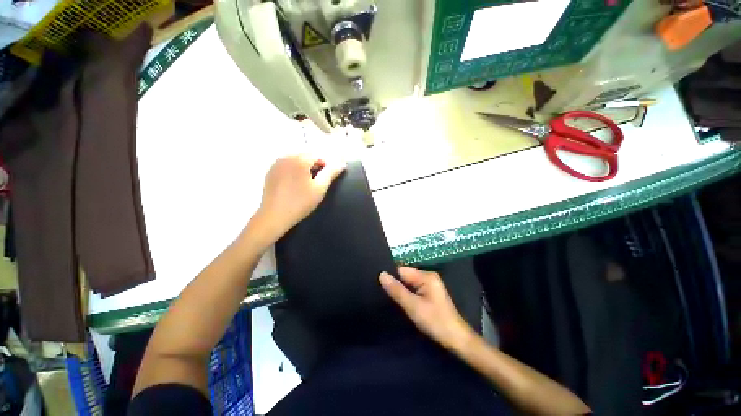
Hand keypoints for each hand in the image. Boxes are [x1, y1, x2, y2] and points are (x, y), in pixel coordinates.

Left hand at [252, 155, 345, 243]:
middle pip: (306, 155)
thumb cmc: (300, 202)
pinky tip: (295, 184)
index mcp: (299, 159)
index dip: (326, 165)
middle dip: (315, 165)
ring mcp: (276, 164)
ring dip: (305, 167)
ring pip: (296, 160)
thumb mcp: (320, 188)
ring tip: (307, 183)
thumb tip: (342, 163)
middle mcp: (286, 157)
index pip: (318, 155)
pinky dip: (294, 170)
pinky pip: (287, 165)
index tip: (326, 179)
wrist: (274, 216)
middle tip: (318, 182)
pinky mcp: (271, 171)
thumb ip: (331, 173)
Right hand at [379, 267, 472, 349]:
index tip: (379, 284)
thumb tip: (381, 274)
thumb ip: (397, 290)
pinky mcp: (430, 293)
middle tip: (383, 294)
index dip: (391, 276)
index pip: (402, 270)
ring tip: (389, 298)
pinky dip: (408, 294)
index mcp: (426, 276)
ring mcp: (430, 284)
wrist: (456, 339)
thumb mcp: (413, 306)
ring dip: (401, 290)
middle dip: (396, 284)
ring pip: (409, 283)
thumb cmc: (435, 321)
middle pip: (405, 275)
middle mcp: (428, 276)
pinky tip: (402, 301)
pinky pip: (414, 288)